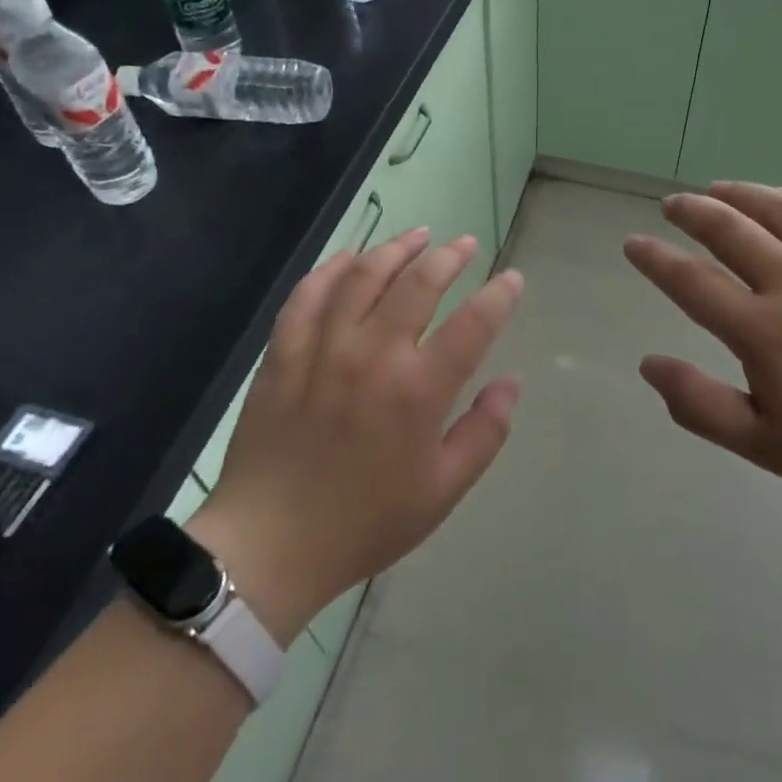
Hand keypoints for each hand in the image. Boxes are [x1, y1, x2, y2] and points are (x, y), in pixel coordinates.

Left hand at [188, 229, 522, 646]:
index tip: (512, 279)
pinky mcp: (283, 353)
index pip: (473, 323)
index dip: (499, 295)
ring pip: (364, 276)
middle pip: (419, 283)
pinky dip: (332, 269)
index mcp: (417, 391)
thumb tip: (510, 382)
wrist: (269, 546)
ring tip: (418, 236)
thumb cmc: (365, 522)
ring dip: (396, 249)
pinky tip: (351, 259)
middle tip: (464, 244)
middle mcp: (373, 355)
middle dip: (449, 256)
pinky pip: (308, 295)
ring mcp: (322, 349)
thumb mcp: (443, 491)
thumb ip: (484, 432)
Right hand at [623, 182, 781, 512]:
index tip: (633, 243)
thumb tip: (648, 363)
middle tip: (672, 204)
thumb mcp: (765, 445)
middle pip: (731, 230)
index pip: (691, 282)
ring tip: (718, 189)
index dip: (656, 260)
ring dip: (741, 193)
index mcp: (763, 331)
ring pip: (780, 210)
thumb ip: (699, 404)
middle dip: (693, 212)